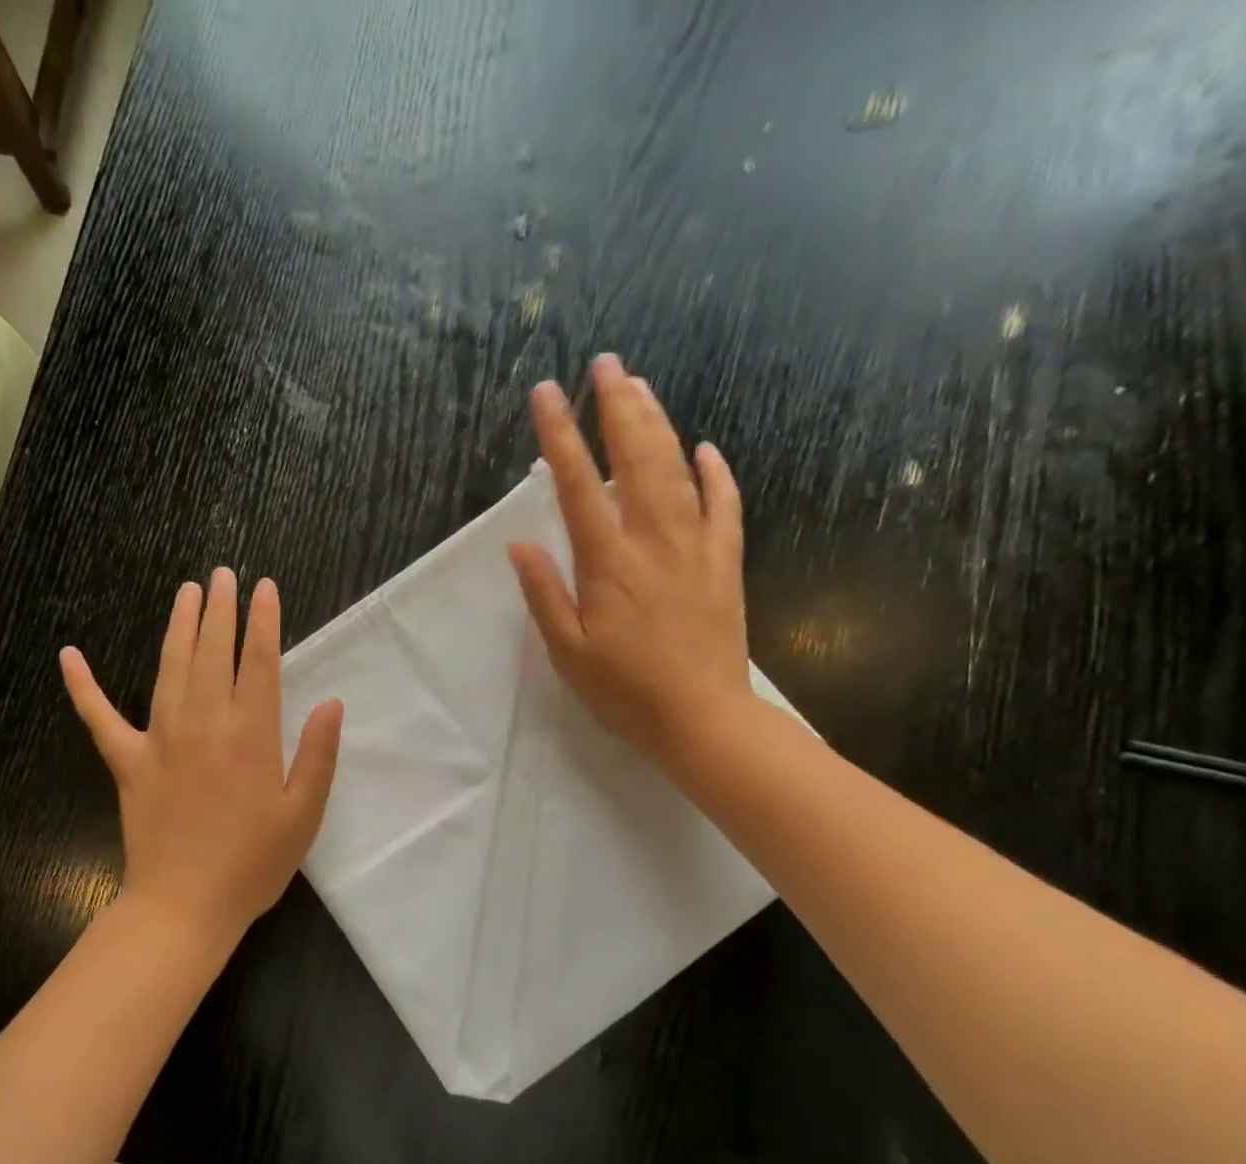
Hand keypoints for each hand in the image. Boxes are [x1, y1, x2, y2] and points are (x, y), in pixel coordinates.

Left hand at [60, 569, 343, 949]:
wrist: (184, 907)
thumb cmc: (252, 864)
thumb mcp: (303, 815)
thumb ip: (318, 755)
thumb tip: (330, 703)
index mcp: (250, 734)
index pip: (258, 661)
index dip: (263, 621)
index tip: (265, 588)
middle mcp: (203, 724)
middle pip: (211, 652)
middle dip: (219, 609)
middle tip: (222, 575)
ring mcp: (159, 739)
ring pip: (168, 667)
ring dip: (178, 626)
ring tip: (186, 593)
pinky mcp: (127, 762)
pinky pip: (99, 717)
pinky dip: (83, 686)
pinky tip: (69, 655)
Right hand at [509, 354, 757, 773]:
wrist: (702, 718)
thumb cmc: (625, 691)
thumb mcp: (567, 652)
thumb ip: (544, 594)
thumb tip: (520, 543)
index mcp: (608, 562)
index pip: (577, 485)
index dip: (560, 436)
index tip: (547, 393)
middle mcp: (653, 541)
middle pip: (635, 459)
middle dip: (618, 407)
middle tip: (607, 363)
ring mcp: (695, 547)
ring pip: (678, 470)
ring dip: (658, 424)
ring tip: (641, 388)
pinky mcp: (725, 563)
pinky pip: (724, 505)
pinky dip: (716, 473)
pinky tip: (706, 448)